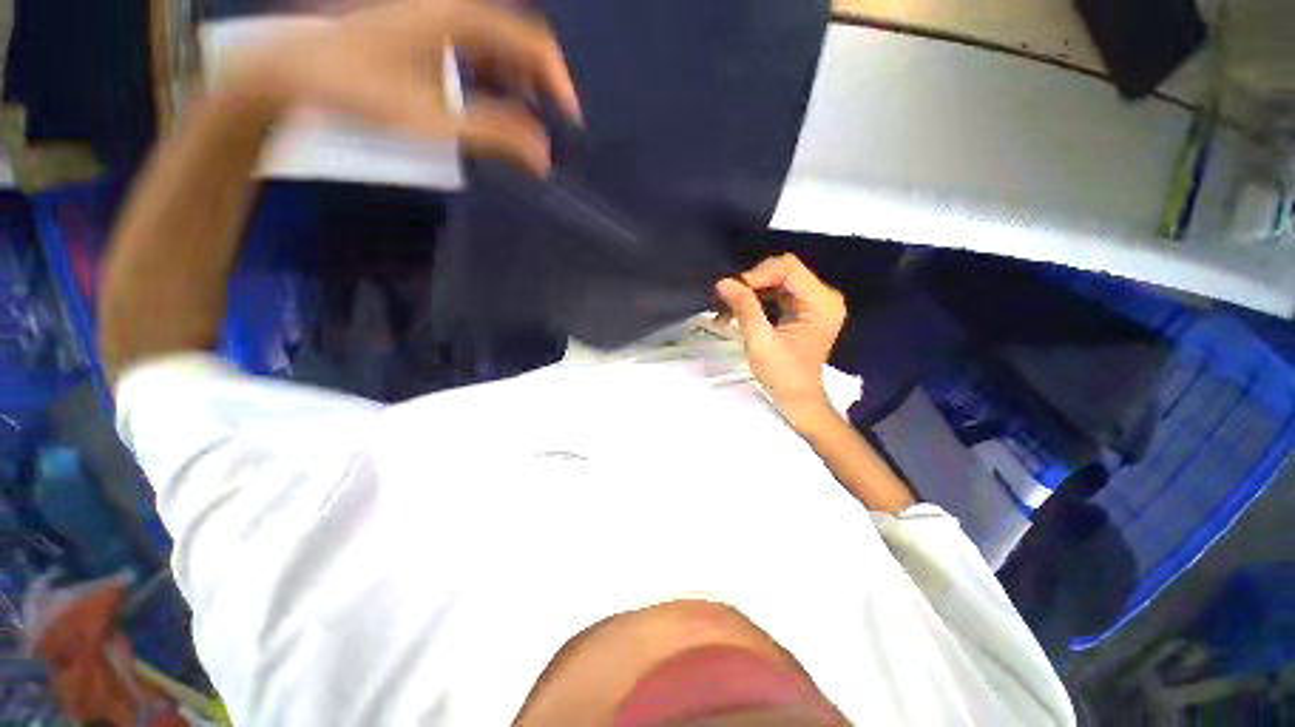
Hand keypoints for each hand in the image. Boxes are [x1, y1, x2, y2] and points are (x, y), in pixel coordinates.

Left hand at [229, 0, 580, 173]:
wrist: (297, 70)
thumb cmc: (361, 92)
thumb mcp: (434, 121)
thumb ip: (494, 136)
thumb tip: (543, 158)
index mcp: (459, 18)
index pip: (531, 42)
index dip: (558, 82)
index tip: (571, 123)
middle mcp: (453, 7)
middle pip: (520, 40)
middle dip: (542, 85)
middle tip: (552, 125)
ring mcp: (439, 15)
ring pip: (501, 44)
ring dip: (521, 83)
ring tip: (527, 120)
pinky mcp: (428, 27)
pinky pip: (479, 48)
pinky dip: (496, 77)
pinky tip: (493, 101)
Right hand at [716, 254, 845, 428]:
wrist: (798, 400)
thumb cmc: (782, 376)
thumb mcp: (760, 341)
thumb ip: (744, 308)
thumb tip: (723, 282)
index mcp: (821, 303)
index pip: (788, 268)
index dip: (757, 275)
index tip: (733, 292)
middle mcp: (823, 297)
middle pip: (783, 271)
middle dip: (752, 284)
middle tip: (728, 302)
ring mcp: (815, 302)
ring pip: (777, 280)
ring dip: (751, 292)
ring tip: (727, 310)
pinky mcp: (805, 309)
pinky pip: (778, 292)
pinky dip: (757, 299)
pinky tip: (739, 312)